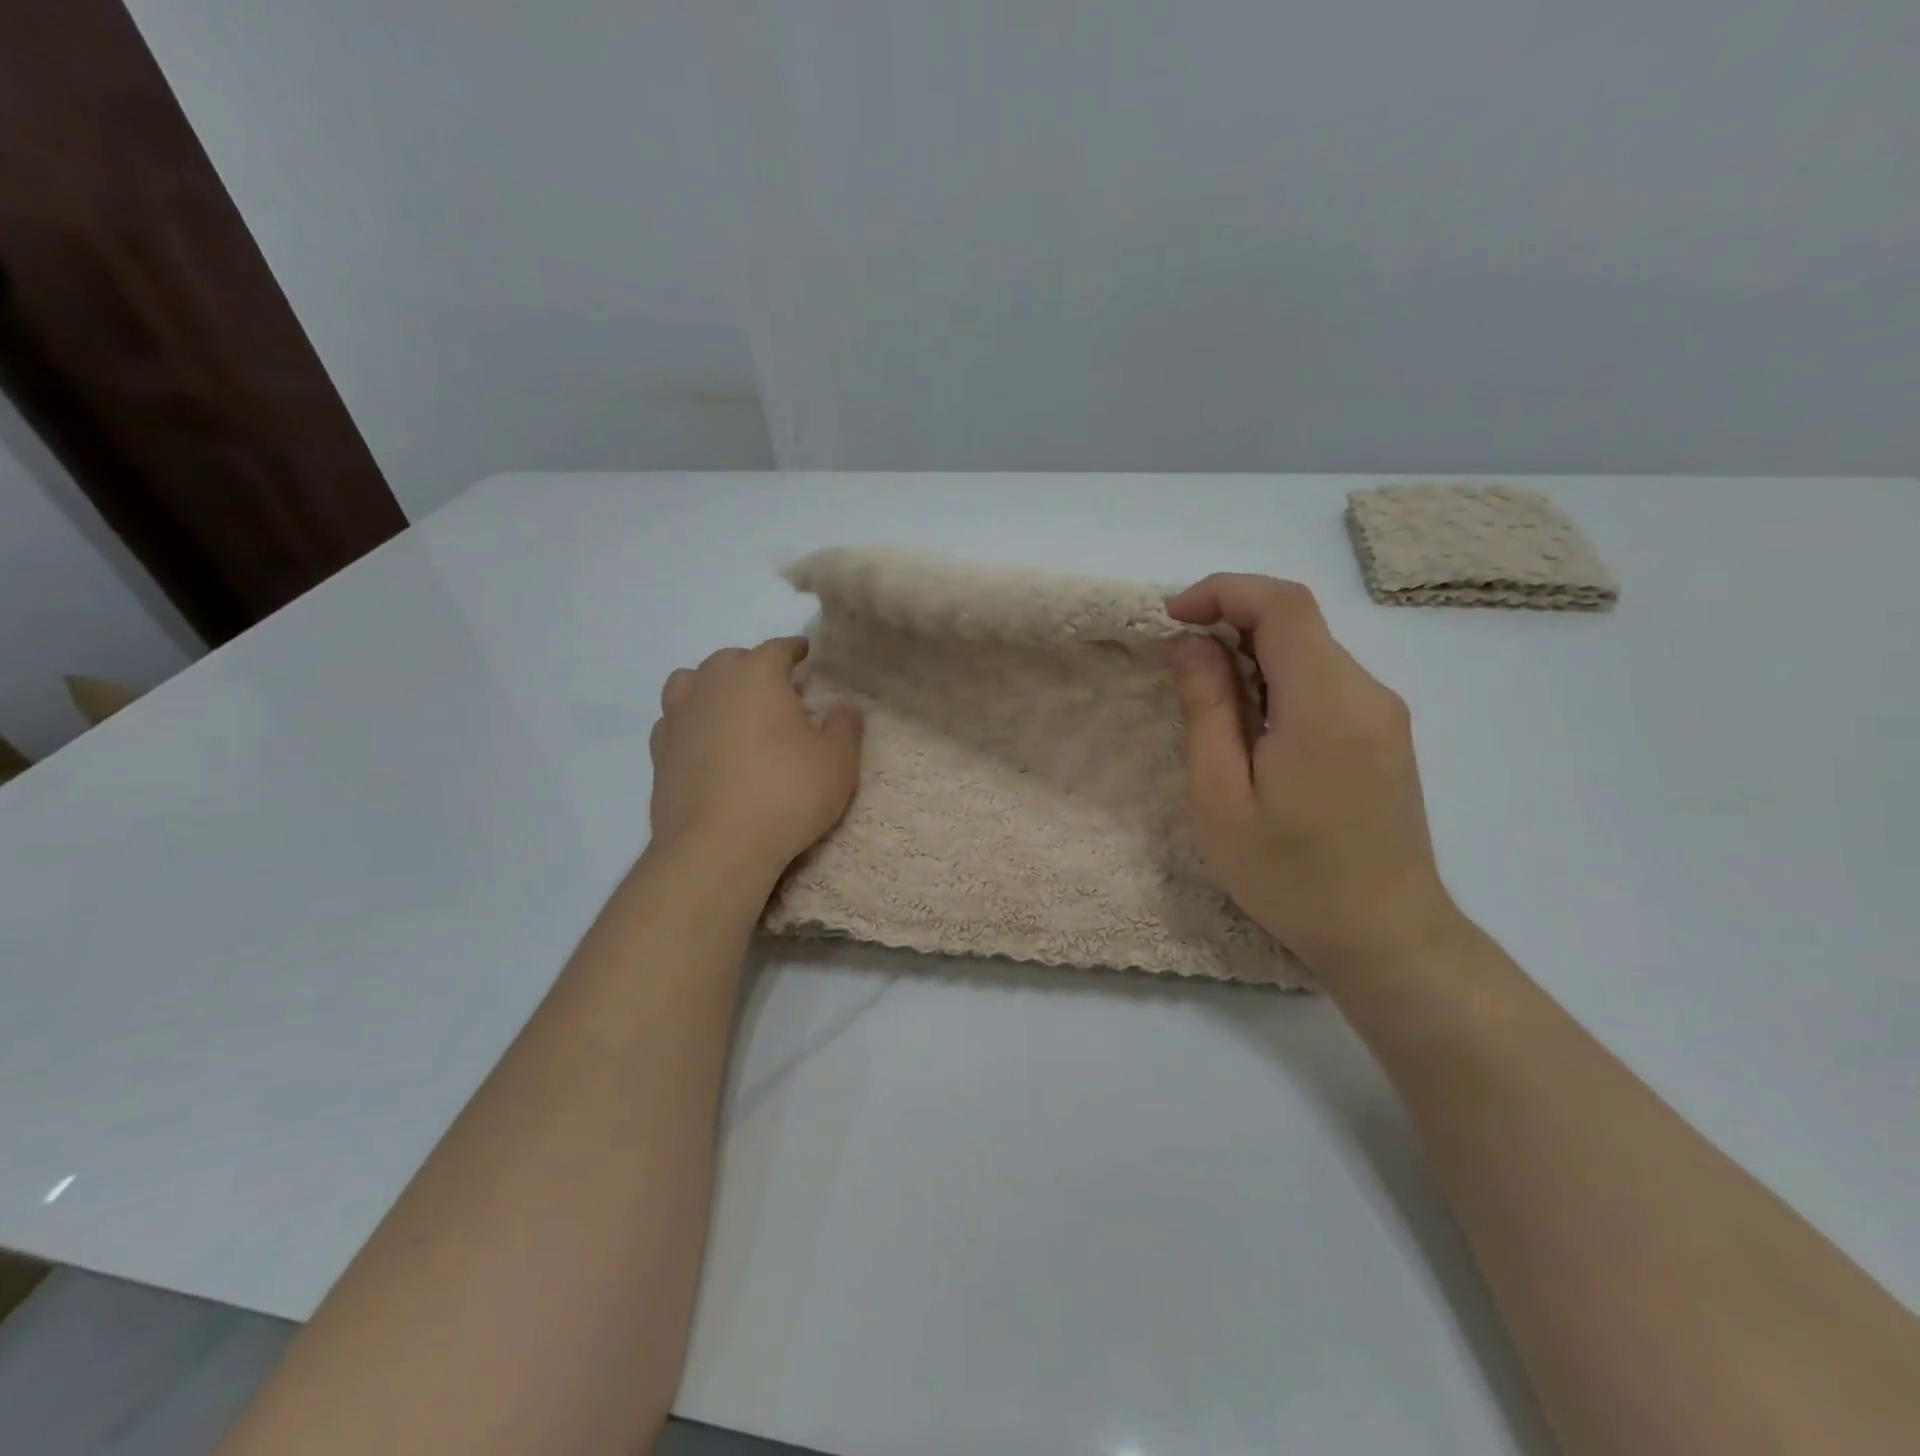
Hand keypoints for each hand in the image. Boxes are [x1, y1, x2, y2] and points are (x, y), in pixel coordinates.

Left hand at [649, 638, 862, 886]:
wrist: (717, 847)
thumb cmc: (787, 793)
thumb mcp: (837, 760)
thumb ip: (845, 725)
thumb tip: (845, 705)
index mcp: (756, 675)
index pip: (777, 648)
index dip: (795, 650)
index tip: (806, 654)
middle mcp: (711, 684)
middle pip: (731, 660)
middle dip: (754, 667)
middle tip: (776, 690)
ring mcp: (677, 717)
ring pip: (692, 683)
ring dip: (713, 688)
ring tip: (732, 709)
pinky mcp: (658, 752)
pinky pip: (675, 721)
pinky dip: (692, 723)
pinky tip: (706, 744)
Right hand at [1166, 574, 1463, 979]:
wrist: (1385, 935)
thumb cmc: (1289, 873)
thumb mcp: (1220, 797)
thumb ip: (1207, 709)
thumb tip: (1193, 645)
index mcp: (1325, 703)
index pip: (1281, 604)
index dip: (1223, 591)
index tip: (1173, 617)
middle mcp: (1367, 692)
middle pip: (1297, 623)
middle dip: (1230, 624)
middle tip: (1179, 669)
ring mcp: (1384, 714)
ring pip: (1311, 652)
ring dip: (1253, 657)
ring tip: (1210, 708)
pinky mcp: (1386, 736)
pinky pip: (1326, 683)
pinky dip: (1280, 681)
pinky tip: (1254, 732)